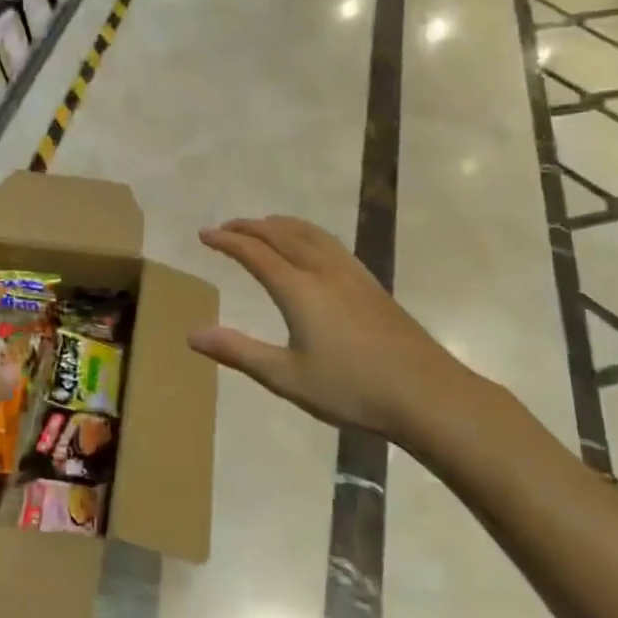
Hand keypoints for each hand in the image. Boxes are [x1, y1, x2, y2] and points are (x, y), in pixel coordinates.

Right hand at [188, 217, 483, 444]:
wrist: (425, 393)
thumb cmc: (351, 389)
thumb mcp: (286, 377)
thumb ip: (238, 351)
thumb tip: (192, 334)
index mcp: (299, 289)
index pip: (255, 252)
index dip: (227, 241)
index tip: (204, 234)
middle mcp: (323, 270)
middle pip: (281, 234)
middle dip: (250, 226)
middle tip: (226, 228)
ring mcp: (351, 273)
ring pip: (309, 233)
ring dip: (280, 224)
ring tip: (263, 226)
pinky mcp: (370, 283)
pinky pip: (329, 242)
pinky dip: (306, 233)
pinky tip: (310, 248)